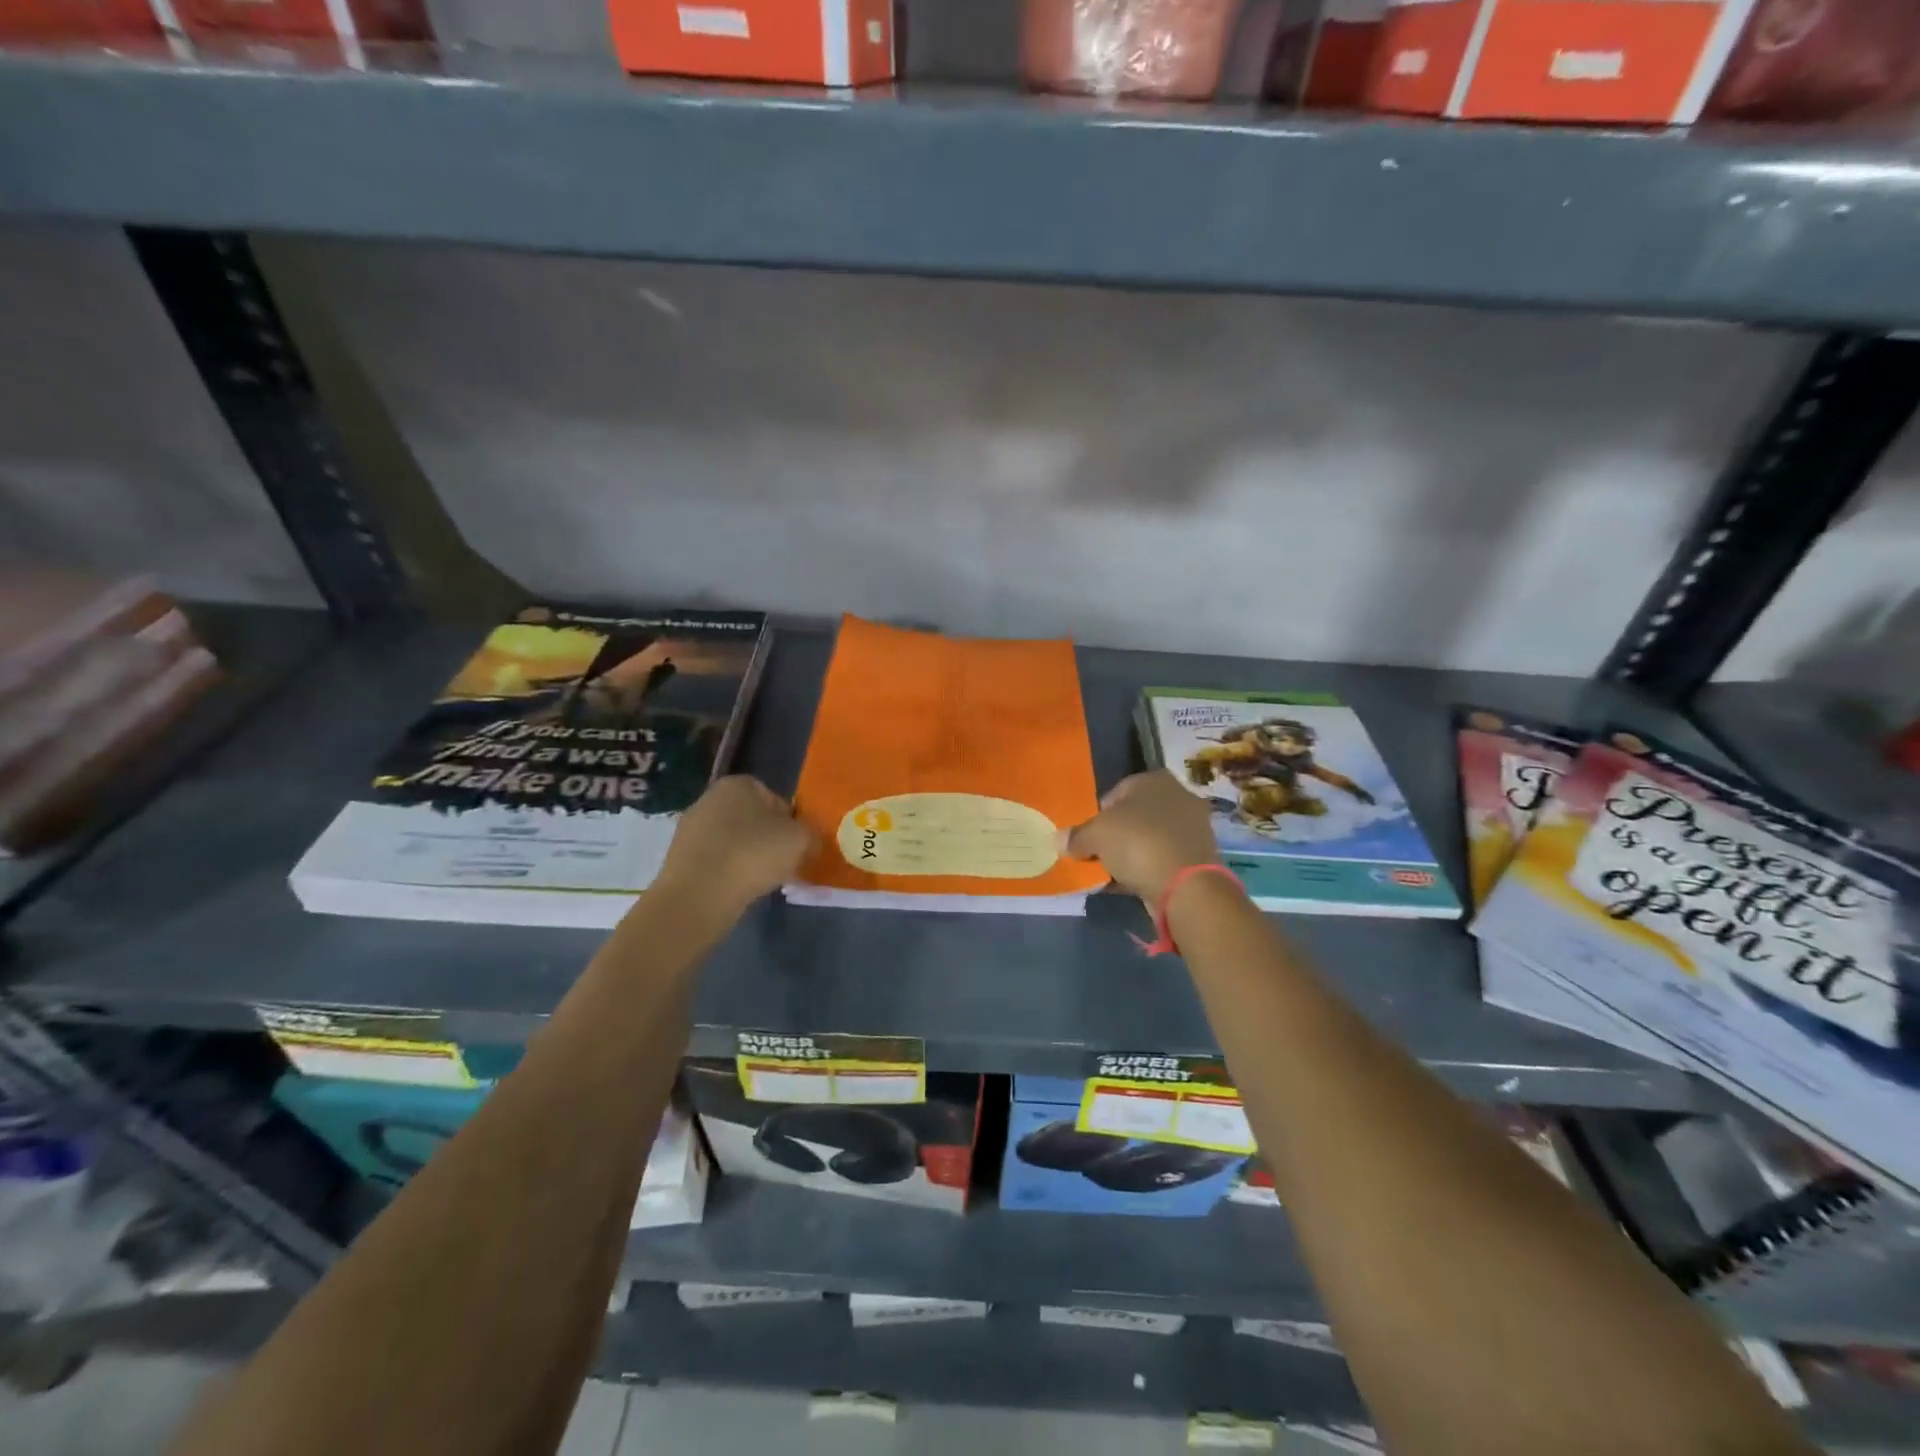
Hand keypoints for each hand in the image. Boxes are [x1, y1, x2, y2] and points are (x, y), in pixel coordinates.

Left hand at [657, 776, 813, 918]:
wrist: (697, 896)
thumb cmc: (753, 855)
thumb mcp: (801, 840)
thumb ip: (811, 835)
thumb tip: (809, 842)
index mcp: (738, 784)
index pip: (774, 798)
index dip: (790, 822)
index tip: (797, 845)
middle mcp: (709, 798)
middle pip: (751, 819)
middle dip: (767, 839)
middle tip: (783, 864)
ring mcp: (690, 829)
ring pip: (732, 841)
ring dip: (747, 857)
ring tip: (761, 882)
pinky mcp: (678, 859)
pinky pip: (715, 862)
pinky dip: (728, 873)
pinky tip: (737, 891)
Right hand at [1064, 771, 1219, 907]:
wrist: (1186, 886)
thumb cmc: (1138, 843)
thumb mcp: (1095, 835)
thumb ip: (1076, 836)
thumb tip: (1060, 840)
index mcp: (1155, 779)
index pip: (1116, 792)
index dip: (1098, 815)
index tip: (1088, 838)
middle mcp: (1178, 797)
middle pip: (1134, 816)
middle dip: (1116, 835)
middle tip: (1098, 855)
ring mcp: (1192, 828)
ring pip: (1149, 839)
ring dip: (1131, 854)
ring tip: (1112, 874)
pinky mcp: (1199, 858)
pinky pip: (1162, 859)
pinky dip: (1147, 869)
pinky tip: (1131, 884)